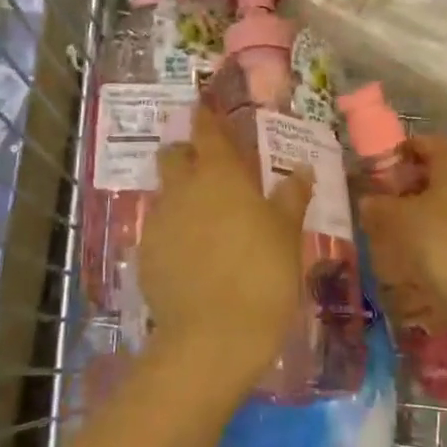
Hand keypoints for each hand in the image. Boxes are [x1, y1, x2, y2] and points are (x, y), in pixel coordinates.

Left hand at [138, 107, 314, 386]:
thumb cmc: (263, 274)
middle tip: (210, 171)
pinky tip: (192, 258)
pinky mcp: (144, 256)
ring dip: (180, 197)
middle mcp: (182, 189)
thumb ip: (291, 196)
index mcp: (219, 175)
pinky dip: (172, 233)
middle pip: (173, 155)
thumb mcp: (287, 234)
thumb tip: (302, 169)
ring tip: (205, 223)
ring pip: (164, 194)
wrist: (214, 337)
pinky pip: (158, 231)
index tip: (207, 109)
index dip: (206, 117)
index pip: (207, 130)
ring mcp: (158, 222)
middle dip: (186, 154)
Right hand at [359, 136, 446, 338]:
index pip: (419, 144)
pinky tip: (429, 252)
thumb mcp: (398, 222)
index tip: (373, 186)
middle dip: (408, 187)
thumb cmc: (443, 246)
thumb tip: (369, 200)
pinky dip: (445, 227)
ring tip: (402, 237)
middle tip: (384, 213)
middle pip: (437, 169)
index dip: (392, 161)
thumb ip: (378, 205)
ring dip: (426, 210)